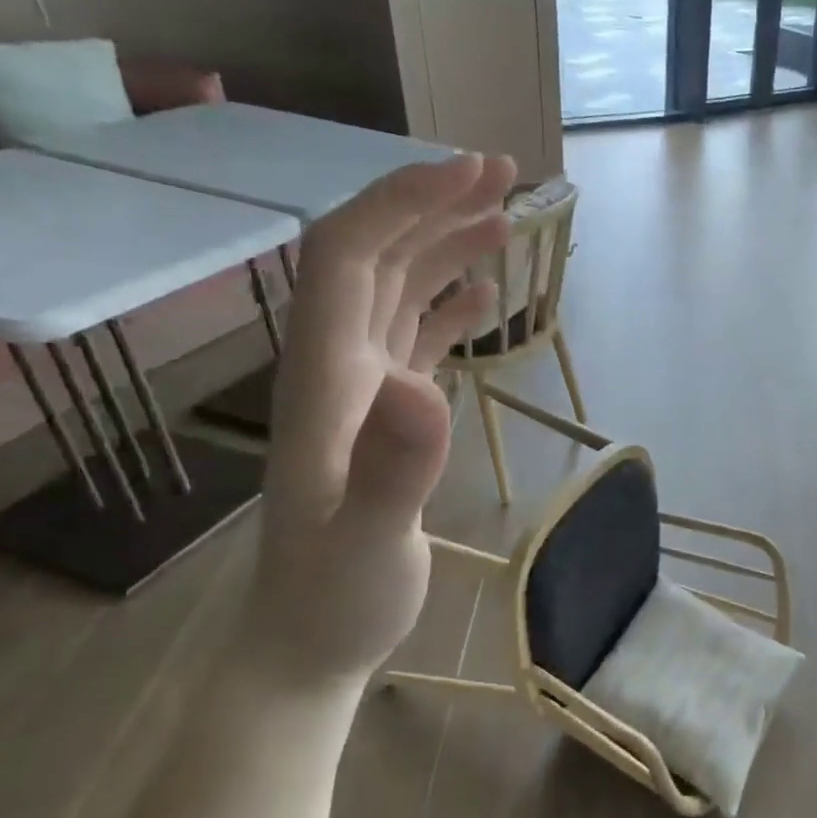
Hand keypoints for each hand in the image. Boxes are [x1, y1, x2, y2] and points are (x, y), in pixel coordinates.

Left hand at [251, 154, 513, 683]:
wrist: (309, 642)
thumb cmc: (337, 597)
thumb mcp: (369, 542)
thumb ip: (394, 468)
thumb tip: (423, 386)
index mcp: (325, 378)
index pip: (348, 257)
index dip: (403, 203)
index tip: (471, 174)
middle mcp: (337, 367)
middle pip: (374, 258)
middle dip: (434, 206)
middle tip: (506, 176)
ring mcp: (362, 391)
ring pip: (396, 292)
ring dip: (445, 247)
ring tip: (507, 221)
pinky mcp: (387, 416)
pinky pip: (414, 338)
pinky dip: (448, 305)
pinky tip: (484, 295)